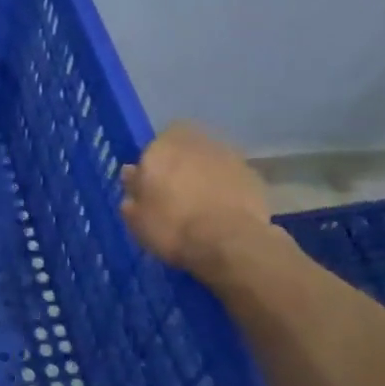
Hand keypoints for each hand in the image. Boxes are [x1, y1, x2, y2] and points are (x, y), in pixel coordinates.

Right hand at [120, 123, 274, 274]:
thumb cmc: (172, 227)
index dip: (154, 163)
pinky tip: (224, 211)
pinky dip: (227, 188)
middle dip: (181, 163)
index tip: (152, 184)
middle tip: (177, 191)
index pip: (154, 145)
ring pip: (210, 159)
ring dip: (206, 173)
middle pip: (185, 146)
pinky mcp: (253, 175)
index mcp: (161, 148)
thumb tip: (131, 173)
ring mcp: (228, 156)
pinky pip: (232, 177)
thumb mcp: (136, 218)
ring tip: (202, 203)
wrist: (230, 242)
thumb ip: (132, 190)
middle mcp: (195, 142)